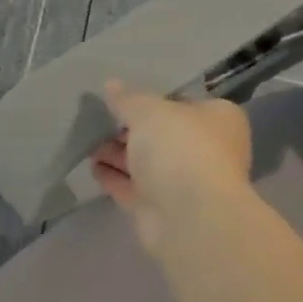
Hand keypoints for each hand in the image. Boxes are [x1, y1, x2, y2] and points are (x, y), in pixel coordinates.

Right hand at [92, 82, 252, 255]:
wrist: (188, 216)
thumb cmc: (180, 148)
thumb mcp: (149, 110)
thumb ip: (128, 98)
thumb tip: (111, 86)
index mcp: (216, 119)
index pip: (181, 102)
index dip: (152, 99)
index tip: (121, 99)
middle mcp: (204, 149)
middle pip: (161, 134)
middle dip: (129, 129)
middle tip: (98, 120)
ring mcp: (181, 181)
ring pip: (144, 162)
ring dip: (117, 154)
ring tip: (87, 143)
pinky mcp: (159, 207)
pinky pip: (131, 187)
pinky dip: (113, 177)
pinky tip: (91, 167)